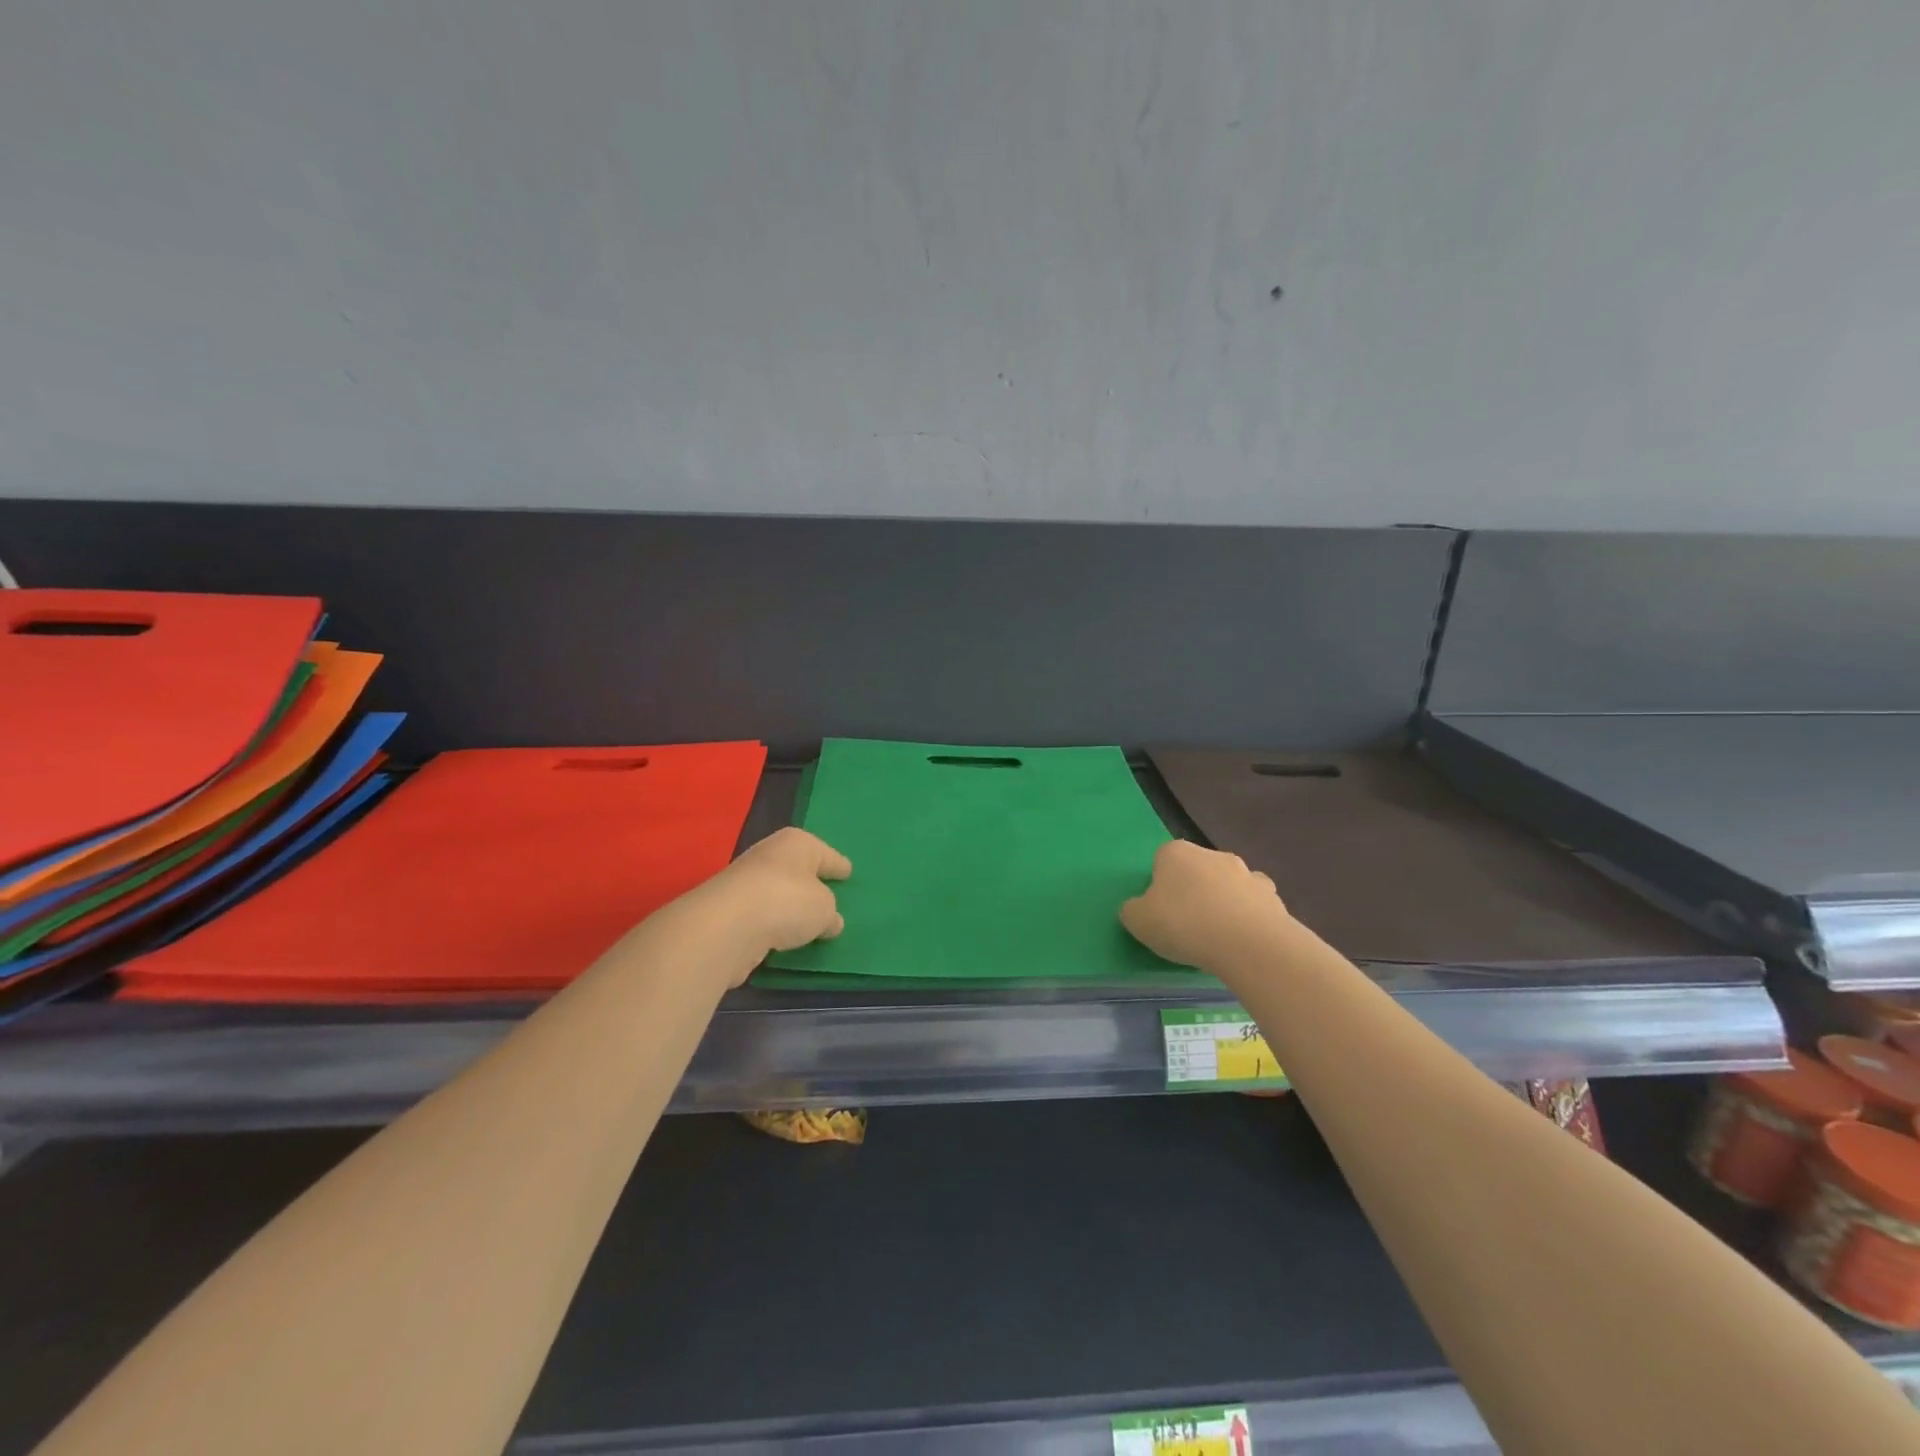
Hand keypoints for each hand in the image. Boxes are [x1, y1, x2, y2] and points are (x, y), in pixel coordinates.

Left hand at [688, 827, 851, 981]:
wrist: (726, 927)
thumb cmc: (787, 902)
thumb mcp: (824, 909)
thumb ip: (829, 914)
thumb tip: (829, 921)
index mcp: (798, 843)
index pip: (826, 854)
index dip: (838, 865)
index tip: (848, 873)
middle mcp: (770, 855)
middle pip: (799, 869)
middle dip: (812, 883)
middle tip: (829, 898)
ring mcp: (746, 882)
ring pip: (778, 892)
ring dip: (790, 906)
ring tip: (807, 924)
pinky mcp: (730, 911)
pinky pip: (762, 915)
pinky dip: (772, 924)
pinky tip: (782, 937)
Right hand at [1120, 840, 1288, 971]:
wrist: (1248, 944)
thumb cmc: (1184, 924)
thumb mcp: (1137, 921)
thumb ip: (1132, 910)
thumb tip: (1139, 909)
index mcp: (1176, 853)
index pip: (1161, 861)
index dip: (1159, 887)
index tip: (1160, 913)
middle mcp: (1213, 854)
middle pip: (1197, 871)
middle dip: (1193, 892)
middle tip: (1187, 926)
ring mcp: (1247, 873)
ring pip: (1228, 886)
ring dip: (1223, 903)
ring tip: (1218, 938)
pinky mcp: (1273, 897)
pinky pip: (1254, 906)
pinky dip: (1249, 918)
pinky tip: (1244, 942)